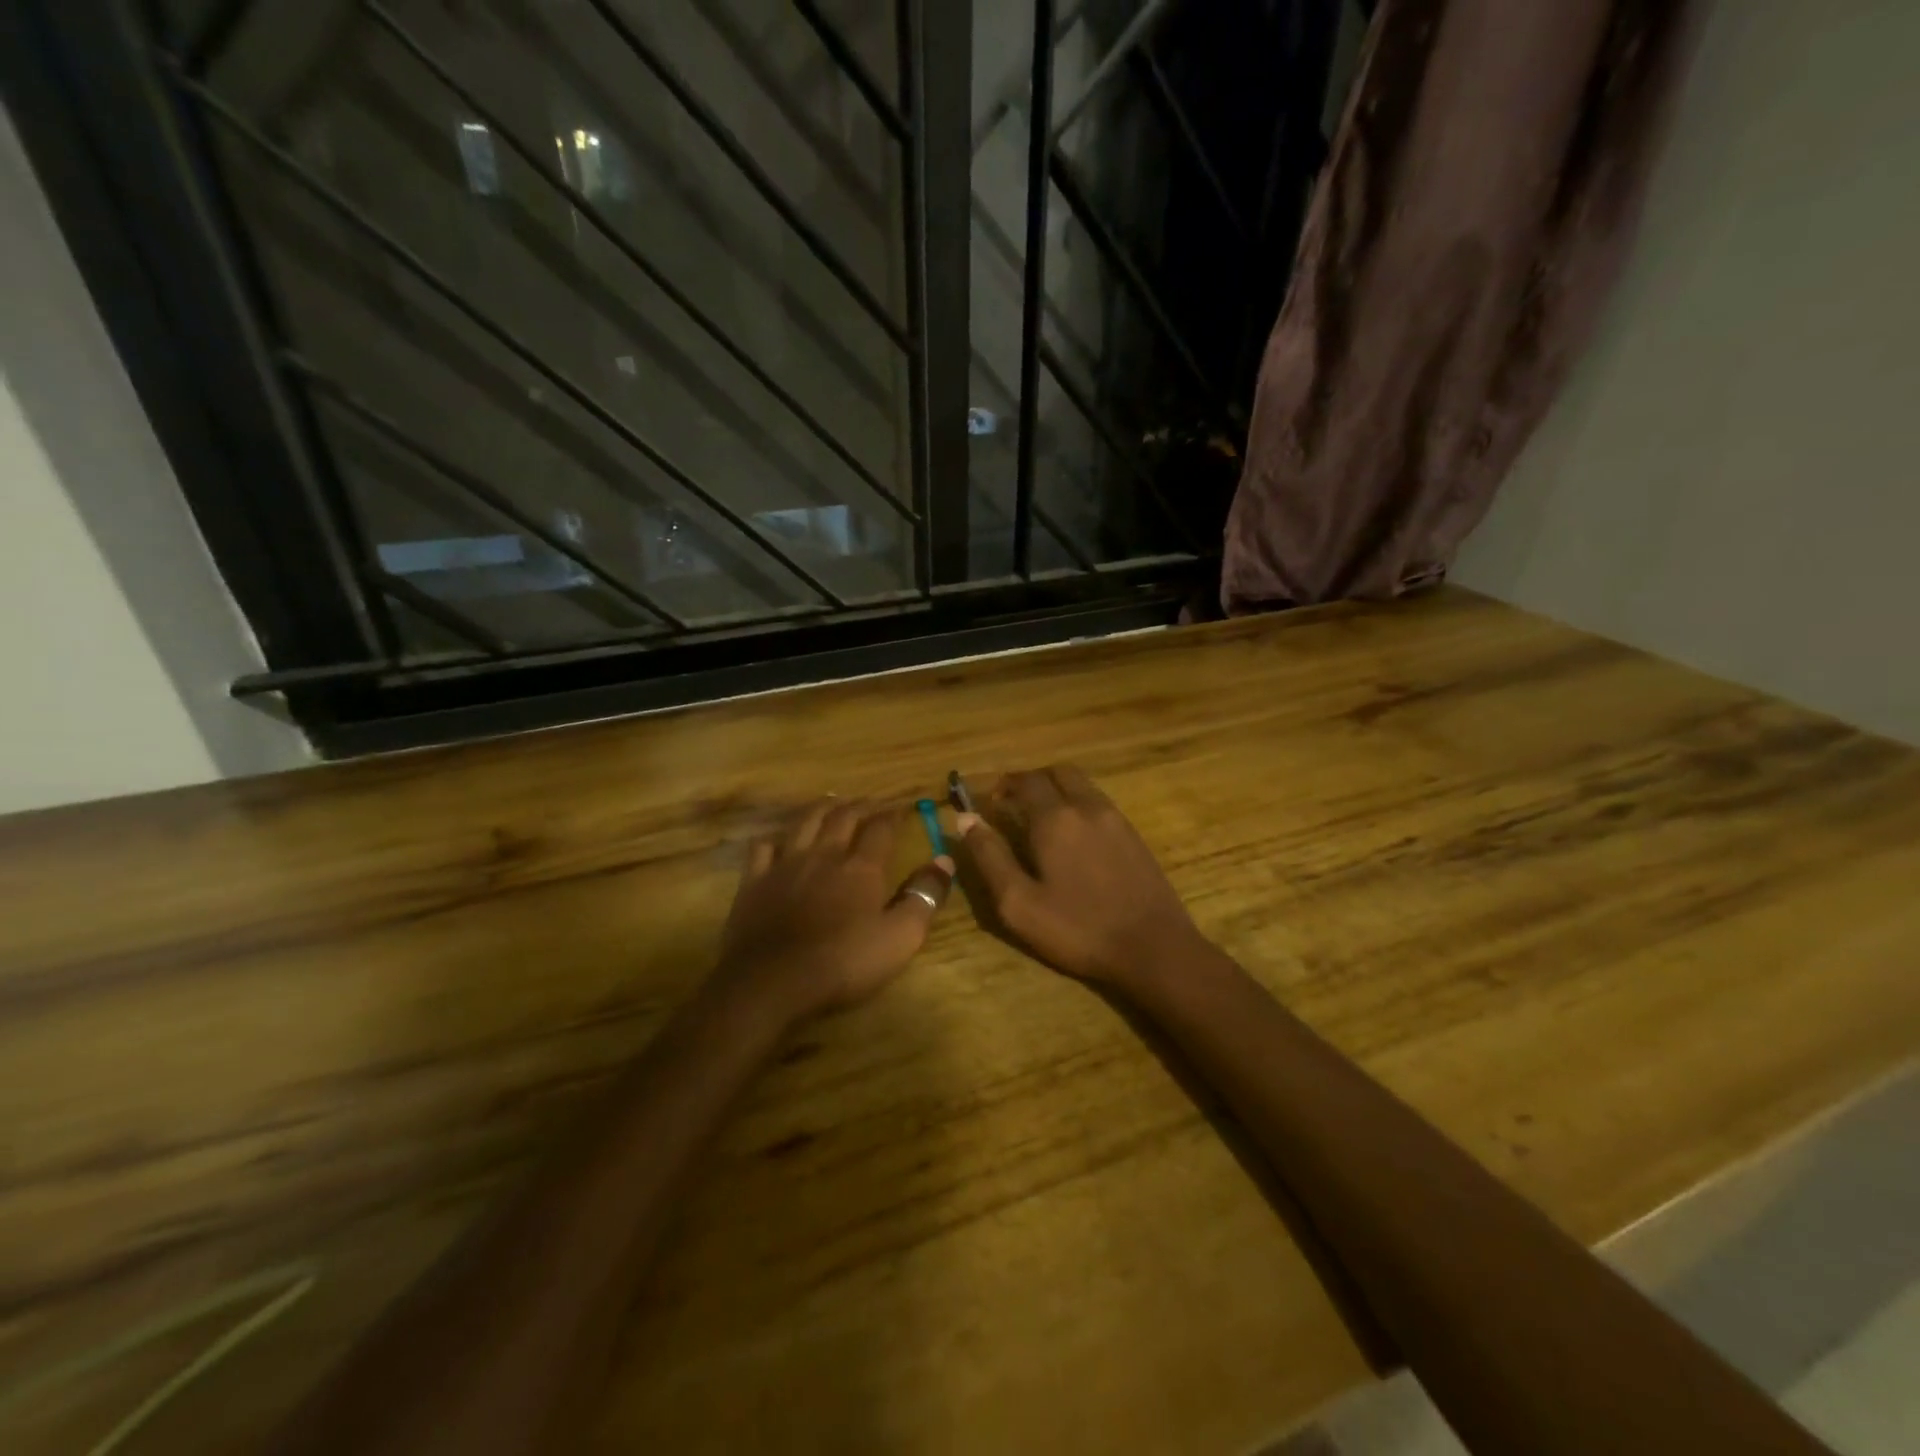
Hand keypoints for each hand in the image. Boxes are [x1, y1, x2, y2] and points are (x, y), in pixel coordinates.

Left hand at [716, 798, 954, 1019]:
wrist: (771, 982)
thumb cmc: (842, 963)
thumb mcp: (899, 938)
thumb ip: (924, 897)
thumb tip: (944, 860)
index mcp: (861, 867)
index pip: (881, 828)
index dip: (894, 815)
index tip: (903, 808)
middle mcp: (824, 854)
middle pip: (843, 817)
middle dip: (861, 805)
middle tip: (871, 802)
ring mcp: (785, 864)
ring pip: (805, 822)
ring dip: (822, 808)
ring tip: (833, 802)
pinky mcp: (754, 881)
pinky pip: (763, 847)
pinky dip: (775, 838)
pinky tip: (780, 840)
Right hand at [957, 766, 1206, 990]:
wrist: (1153, 947)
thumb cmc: (1078, 928)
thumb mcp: (1019, 902)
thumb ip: (989, 856)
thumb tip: (966, 819)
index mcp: (1055, 818)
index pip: (1025, 780)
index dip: (1004, 784)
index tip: (990, 801)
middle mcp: (1086, 806)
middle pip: (1057, 772)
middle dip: (1032, 781)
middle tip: (1014, 805)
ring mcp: (1115, 819)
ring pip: (1082, 785)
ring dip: (1057, 791)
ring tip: (1041, 821)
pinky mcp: (1134, 835)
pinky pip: (1099, 803)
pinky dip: (1079, 805)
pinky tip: (1074, 839)